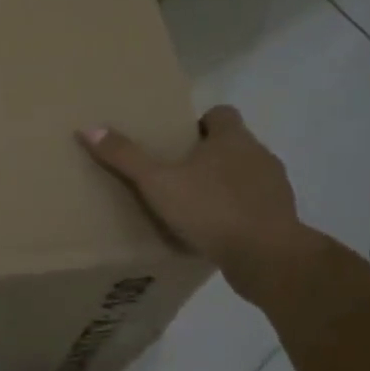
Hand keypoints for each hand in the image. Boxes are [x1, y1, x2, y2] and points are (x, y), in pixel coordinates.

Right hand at [80, 105, 312, 301]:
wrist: (266, 256)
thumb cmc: (211, 209)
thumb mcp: (158, 183)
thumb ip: (125, 157)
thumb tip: (88, 128)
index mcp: (232, 138)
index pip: (221, 114)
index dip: (201, 124)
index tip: (179, 142)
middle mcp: (259, 154)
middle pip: (233, 144)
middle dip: (209, 156)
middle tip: (178, 175)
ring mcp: (275, 186)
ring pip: (247, 175)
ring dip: (226, 185)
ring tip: (196, 206)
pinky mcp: (281, 218)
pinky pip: (256, 206)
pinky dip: (239, 212)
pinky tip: (218, 232)